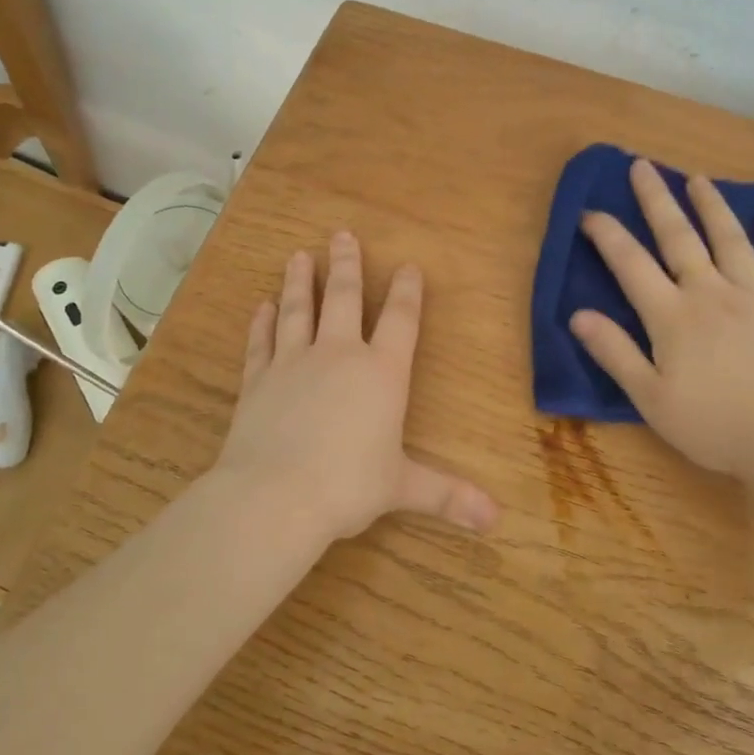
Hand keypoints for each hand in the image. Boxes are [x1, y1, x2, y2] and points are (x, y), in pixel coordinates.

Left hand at [214, 232, 498, 543]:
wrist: (275, 496)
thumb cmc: (349, 486)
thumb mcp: (404, 488)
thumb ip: (448, 496)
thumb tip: (495, 520)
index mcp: (382, 373)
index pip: (401, 320)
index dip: (407, 291)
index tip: (407, 265)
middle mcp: (339, 355)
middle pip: (344, 298)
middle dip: (346, 264)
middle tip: (341, 233)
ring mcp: (293, 363)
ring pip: (298, 310)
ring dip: (300, 281)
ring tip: (299, 255)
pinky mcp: (258, 380)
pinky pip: (261, 343)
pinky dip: (262, 323)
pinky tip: (262, 307)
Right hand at [569, 158, 753, 483]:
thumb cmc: (711, 424)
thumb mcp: (650, 398)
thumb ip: (614, 352)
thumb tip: (577, 314)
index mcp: (672, 316)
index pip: (631, 264)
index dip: (607, 235)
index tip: (589, 212)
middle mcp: (711, 293)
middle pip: (679, 238)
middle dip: (656, 200)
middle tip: (642, 166)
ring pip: (731, 240)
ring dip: (712, 207)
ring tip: (698, 179)